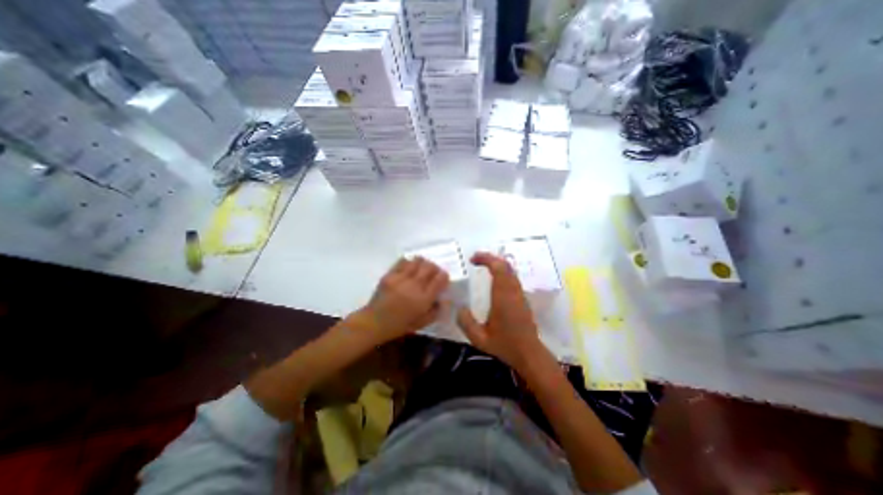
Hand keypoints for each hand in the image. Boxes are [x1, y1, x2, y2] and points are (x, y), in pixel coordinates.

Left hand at [359, 256, 449, 342]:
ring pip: (418, 260)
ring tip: (420, 271)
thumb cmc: (400, 325)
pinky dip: (409, 263)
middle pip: (430, 266)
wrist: (375, 322)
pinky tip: (408, 270)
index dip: (444, 276)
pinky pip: (403, 261)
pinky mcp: (390, 274)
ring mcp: (401, 278)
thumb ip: (436, 310)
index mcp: (424, 299)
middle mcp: (414, 285)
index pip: (440, 278)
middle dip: (435, 268)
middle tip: (432, 274)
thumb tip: (444, 298)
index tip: (443, 279)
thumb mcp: (423, 323)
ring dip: (423, 264)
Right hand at [455, 252, 545, 369]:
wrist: (530, 354)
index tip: (472, 259)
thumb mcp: (480, 339)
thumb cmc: (505, 345)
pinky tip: (493, 279)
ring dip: (497, 264)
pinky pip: (512, 277)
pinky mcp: (522, 298)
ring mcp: (519, 294)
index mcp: (503, 297)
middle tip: (475, 259)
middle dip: (490, 258)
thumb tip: (459, 308)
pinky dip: (502, 272)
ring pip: (510, 270)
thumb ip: (466, 323)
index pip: (498, 268)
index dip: (486, 258)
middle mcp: (513, 291)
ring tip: (483, 266)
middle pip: (505, 265)